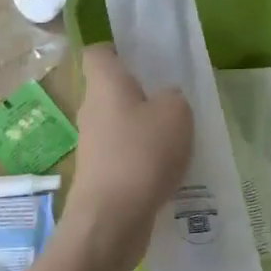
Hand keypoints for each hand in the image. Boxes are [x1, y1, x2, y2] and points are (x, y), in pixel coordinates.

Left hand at [66, 45, 193, 263]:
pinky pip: (124, 154)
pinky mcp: (100, 175)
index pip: (98, 53)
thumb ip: (174, 98)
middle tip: (174, 100)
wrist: (111, 220)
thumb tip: (166, 99)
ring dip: (145, 129)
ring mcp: (93, 144)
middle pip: (112, 90)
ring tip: (179, 138)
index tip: (144, 58)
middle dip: (140, 93)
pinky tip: (169, 169)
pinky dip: (144, 158)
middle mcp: (92, 109)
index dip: (118, 50)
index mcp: (105, 83)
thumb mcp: (176, 114)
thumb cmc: (142, 153)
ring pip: (120, 124)